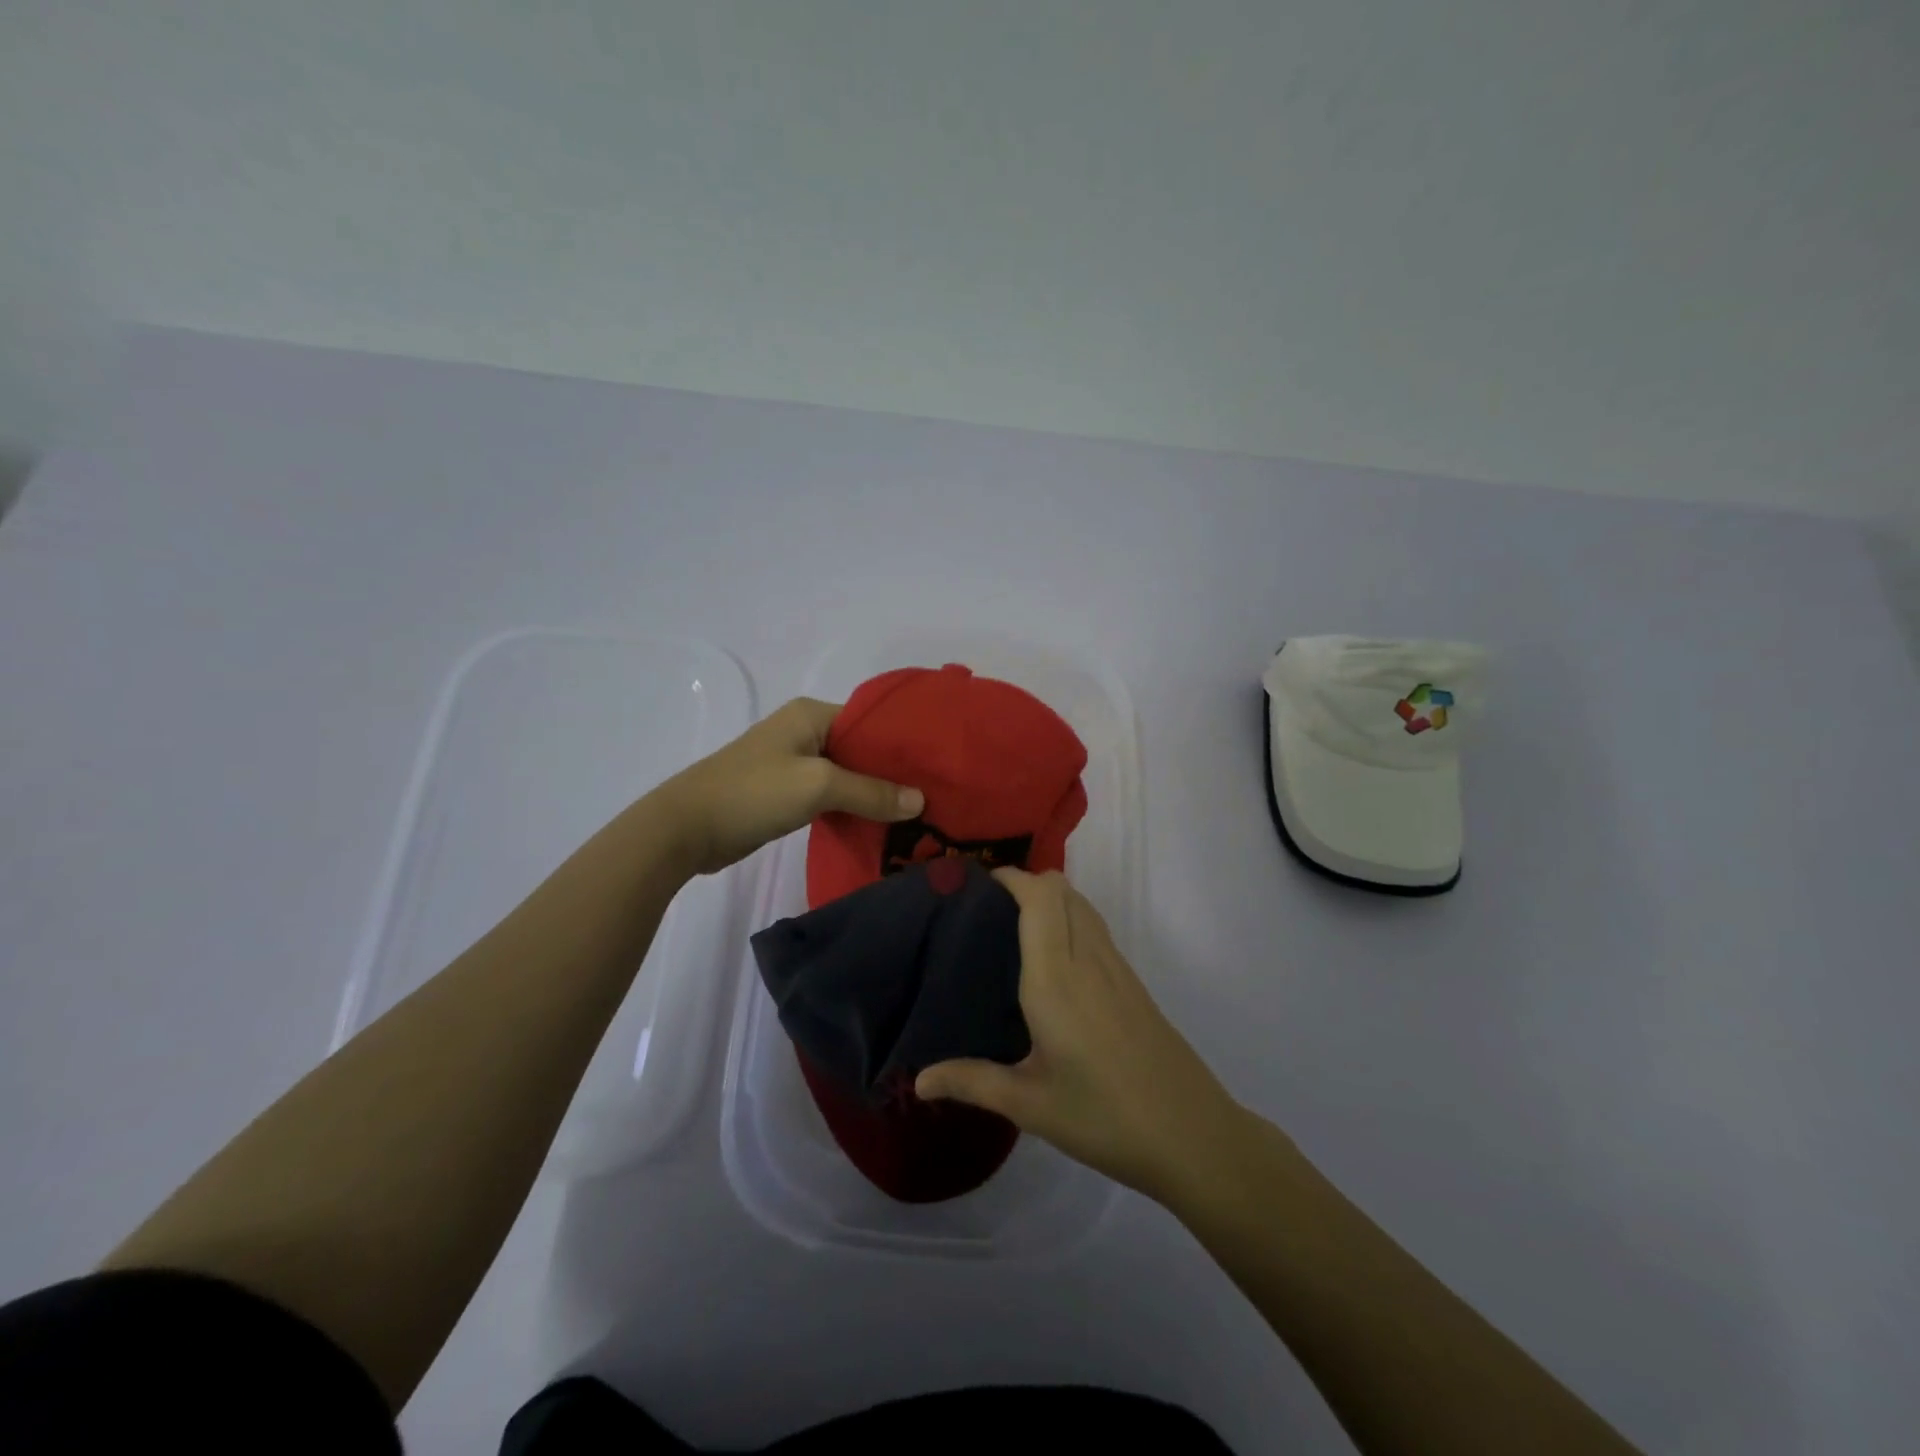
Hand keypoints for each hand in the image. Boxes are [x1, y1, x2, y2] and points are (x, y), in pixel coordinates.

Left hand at [651, 698, 923, 876]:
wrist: (686, 828)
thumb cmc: (753, 793)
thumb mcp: (817, 786)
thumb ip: (870, 791)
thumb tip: (920, 801)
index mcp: (812, 714)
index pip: (871, 721)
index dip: (902, 744)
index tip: (936, 768)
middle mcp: (804, 731)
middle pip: (861, 749)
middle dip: (892, 772)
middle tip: (932, 796)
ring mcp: (794, 763)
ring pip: (847, 774)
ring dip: (873, 793)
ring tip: (915, 813)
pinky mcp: (786, 792)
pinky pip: (830, 794)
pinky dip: (852, 807)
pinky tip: (879, 825)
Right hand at [916, 869, 1247, 1203]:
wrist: (1192, 1136)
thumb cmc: (1104, 1117)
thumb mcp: (1030, 1105)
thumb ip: (972, 1082)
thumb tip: (919, 1081)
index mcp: (1056, 978)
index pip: (1039, 898)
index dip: (1010, 878)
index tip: (976, 884)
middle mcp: (1087, 959)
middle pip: (1062, 890)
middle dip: (1027, 883)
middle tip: (988, 909)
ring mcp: (1117, 968)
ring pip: (1083, 905)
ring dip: (1052, 899)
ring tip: (1014, 927)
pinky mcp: (1134, 983)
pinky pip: (1097, 929)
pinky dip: (1072, 920)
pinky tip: (1054, 962)